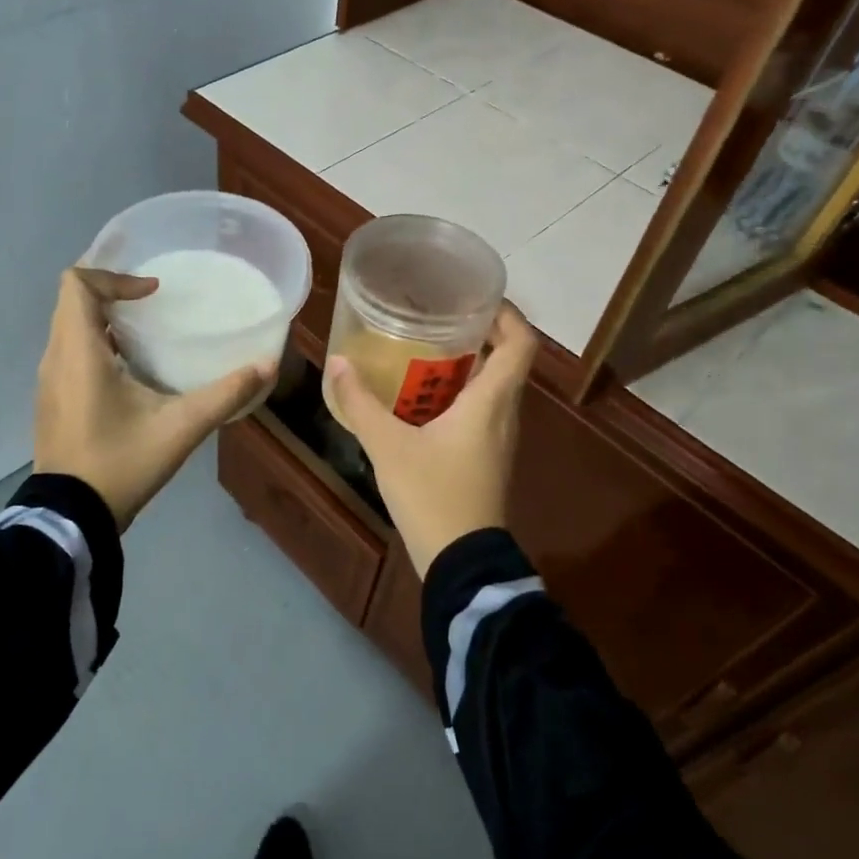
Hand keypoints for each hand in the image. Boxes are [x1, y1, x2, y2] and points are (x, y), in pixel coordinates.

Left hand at [34, 268, 275, 529]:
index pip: (76, 285)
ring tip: (145, 333)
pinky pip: (68, 354)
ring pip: (68, 328)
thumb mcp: (181, 427)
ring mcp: (48, 382)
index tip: (152, 293)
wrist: (71, 517)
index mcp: (79, 353)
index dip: (114, 277)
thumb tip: (267, 366)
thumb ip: (226, 394)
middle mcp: (55, 359)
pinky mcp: (51, 401)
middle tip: (153, 303)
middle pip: (71, 302)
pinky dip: (95, 345)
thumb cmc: (121, 463)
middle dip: (111, 293)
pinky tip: (129, 373)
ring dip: (102, 320)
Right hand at [325, 304, 536, 578]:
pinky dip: (460, 392)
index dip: (507, 313)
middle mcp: (504, 413)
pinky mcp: (488, 457)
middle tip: (438, 315)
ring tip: (426, 347)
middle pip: (507, 359)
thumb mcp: (388, 447)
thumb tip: (337, 363)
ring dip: (468, 363)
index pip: (521, 343)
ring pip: (494, 386)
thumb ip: (360, 404)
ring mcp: (499, 438)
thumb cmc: (433, 495)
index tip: (477, 296)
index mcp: (491, 401)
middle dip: (479, 332)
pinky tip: (422, 397)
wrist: (461, 561)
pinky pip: (482, 409)